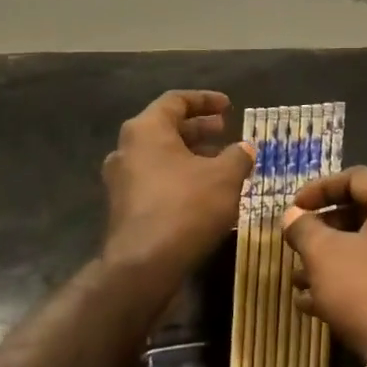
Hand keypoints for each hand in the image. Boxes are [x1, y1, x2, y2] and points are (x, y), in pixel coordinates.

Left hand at [101, 91, 253, 290]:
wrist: (144, 266)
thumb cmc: (186, 207)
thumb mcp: (225, 177)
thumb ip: (238, 156)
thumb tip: (244, 148)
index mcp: (146, 130)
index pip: (176, 100)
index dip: (205, 100)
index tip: (229, 106)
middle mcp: (127, 149)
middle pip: (166, 128)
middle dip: (199, 129)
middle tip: (225, 131)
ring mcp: (121, 180)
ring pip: (161, 156)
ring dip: (191, 155)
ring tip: (221, 163)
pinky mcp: (124, 207)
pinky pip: (155, 180)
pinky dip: (180, 177)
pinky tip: (205, 192)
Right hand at [281, 167, 366, 366]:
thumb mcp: (324, 256)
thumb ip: (304, 228)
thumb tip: (293, 215)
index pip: (357, 178)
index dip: (319, 189)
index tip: (292, 209)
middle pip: (366, 212)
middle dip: (324, 230)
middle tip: (296, 245)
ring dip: (335, 259)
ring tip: (300, 281)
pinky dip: (355, 279)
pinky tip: (319, 305)